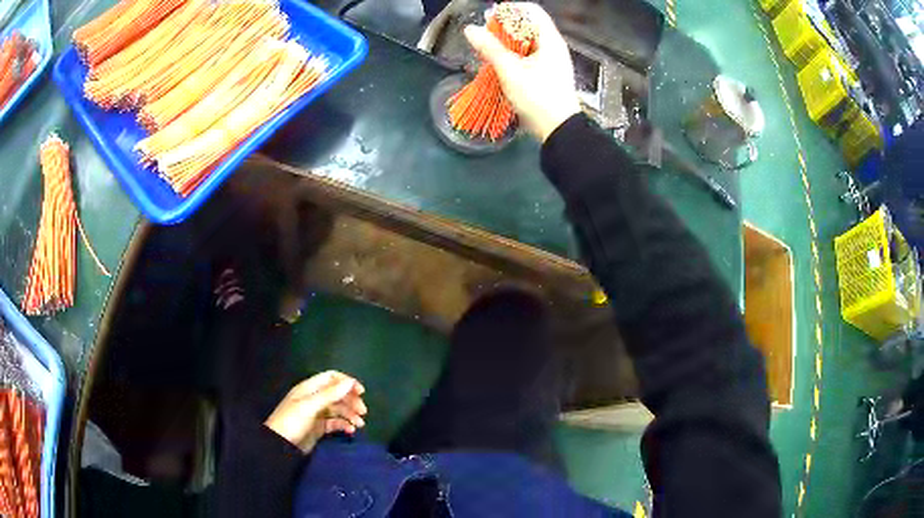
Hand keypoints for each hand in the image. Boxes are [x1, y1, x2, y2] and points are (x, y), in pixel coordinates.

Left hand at [265, 371, 366, 452]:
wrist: (280, 445)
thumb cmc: (292, 421)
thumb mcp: (310, 406)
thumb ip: (330, 394)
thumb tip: (350, 381)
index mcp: (309, 388)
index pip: (331, 378)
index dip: (346, 382)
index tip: (361, 392)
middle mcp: (314, 398)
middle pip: (337, 394)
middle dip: (351, 401)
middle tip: (363, 412)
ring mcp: (317, 413)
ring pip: (339, 409)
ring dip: (350, 415)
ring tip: (359, 424)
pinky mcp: (319, 427)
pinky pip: (336, 423)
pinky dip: (344, 425)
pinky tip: (350, 431)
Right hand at [464, 3, 580, 141]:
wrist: (558, 130)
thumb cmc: (537, 97)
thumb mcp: (510, 71)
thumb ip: (490, 48)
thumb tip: (470, 29)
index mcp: (550, 39)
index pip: (532, 11)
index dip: (510, 10)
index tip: (490, 18)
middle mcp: (553, 45)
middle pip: (528, 24)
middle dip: (504, 26)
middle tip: (484, 35)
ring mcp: (551, 59)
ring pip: (526, 40)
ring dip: (506, 42)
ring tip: (487, 49)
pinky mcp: (547, 72)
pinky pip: (527, 54)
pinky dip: (512, 54)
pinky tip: (499, 63)